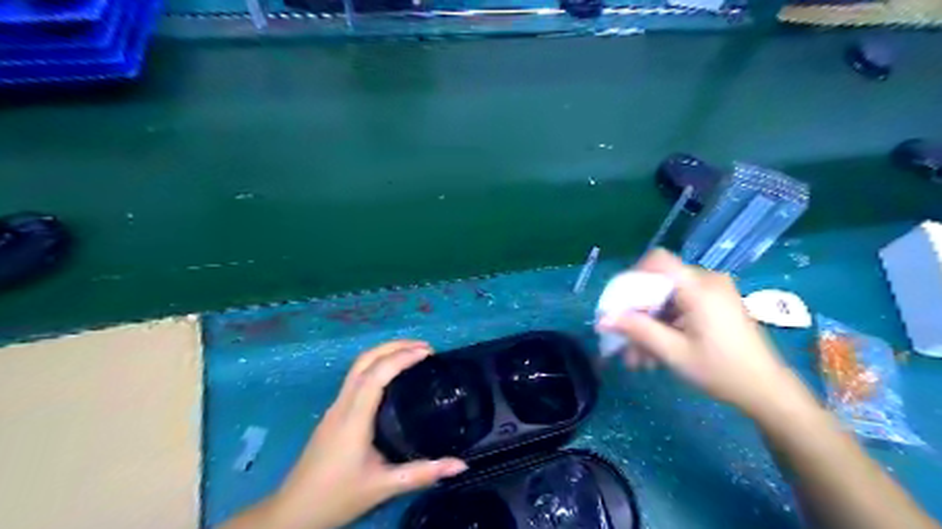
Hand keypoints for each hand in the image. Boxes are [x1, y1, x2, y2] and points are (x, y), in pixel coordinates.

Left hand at [254, 341, 470, 525]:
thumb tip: (461, 465)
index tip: (428, 352)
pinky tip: (392, 376)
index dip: (402, 357)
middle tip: (425, 347)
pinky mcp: (334, 413)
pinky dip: (377, 365)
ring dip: (385, 352)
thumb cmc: (336, 497)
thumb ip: (422, 474)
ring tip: (412, 354)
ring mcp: (335, 407)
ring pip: (358, 366)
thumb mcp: (383, 487)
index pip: (377, 374)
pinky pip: (356, 377)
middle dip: (394, 346)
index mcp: (354, 417)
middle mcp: (343, 404)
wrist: (293, 512)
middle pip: (365, 360)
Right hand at [604, 251, 808, 418]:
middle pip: (658, 284)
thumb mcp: (674, 352)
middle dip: (637, 313)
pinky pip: (680, 307)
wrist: (768, 392)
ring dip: (649, 325)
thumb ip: (637, 330)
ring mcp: (712, 293)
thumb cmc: (722, 371)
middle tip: (624, 343)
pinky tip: (655, 354)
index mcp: (699, 287)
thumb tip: (602, 319)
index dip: (632, 276)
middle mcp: (706, 281)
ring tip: (638, 358)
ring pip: (666, 299)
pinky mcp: (715, 305)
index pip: (657, 261)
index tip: (619, 304)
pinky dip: (664, 326)